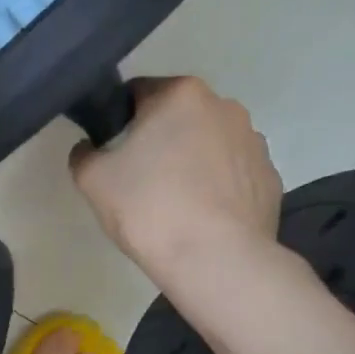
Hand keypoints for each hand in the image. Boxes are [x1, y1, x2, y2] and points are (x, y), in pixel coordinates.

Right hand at [70, 77, 282, 278]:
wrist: (216, 261)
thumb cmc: (150, 209)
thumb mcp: (93, 180)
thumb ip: (84, 153)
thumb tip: (89, 147)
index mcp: (181, 94)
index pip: (139, 92)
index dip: (120, 120)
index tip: (114, 152)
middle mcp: (224, 106)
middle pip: (179, 116)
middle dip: (161, 138)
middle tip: (142, 180)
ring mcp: (254, 142)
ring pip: (210, 143)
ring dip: (193, 161)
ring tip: (177, 203)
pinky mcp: (271, 178)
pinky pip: (234, 174)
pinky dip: (219, 187)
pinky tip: (205, 217)